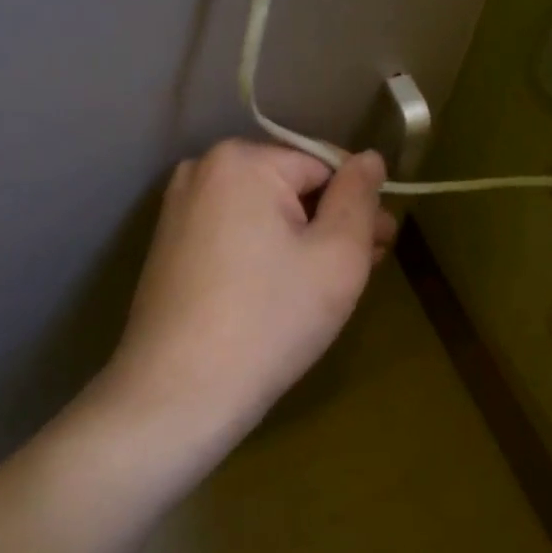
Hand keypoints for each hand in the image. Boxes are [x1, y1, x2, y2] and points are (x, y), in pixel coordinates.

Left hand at [109, 139, 393, 450]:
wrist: (178, 394)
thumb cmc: (270, 320)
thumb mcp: (337, 256)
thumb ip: (360, 198)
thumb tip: (369, 158)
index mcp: (241, 160)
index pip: (324, 165)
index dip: (358, 204)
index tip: (382, 246)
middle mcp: (203, 170)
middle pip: (291, 187)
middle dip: (332, 223)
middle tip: (364, 269)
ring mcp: (179, 209)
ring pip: (264, 213)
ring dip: (302, 240)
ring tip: (329, 286)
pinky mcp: (169, 246)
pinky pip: (235, 234)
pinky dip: (265, 254)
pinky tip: (284, 292)